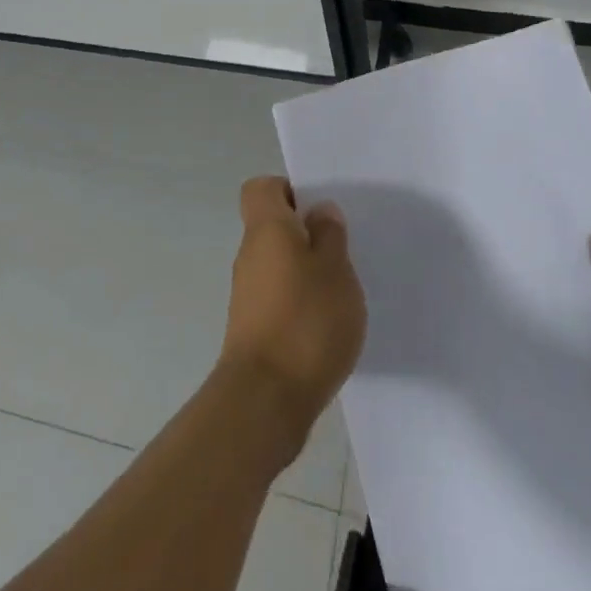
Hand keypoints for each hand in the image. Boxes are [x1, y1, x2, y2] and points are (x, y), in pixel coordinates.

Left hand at [219, 177, 366, 458]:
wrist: (264, 401)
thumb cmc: (305, 322)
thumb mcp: (335, 270)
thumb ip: (330, 236)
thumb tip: (319, 212)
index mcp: (266, 228)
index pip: (262, 188)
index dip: (289, 190)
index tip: (319, 211)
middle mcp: (250, 255)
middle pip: (272, 227)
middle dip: (306, 234)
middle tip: (342, 251)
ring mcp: (247, 294)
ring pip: (278, 264)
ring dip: (305, 272)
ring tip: (341, 292)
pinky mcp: (253, 330)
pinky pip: (278, 298)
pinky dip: (299, 303)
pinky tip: (327, 326)